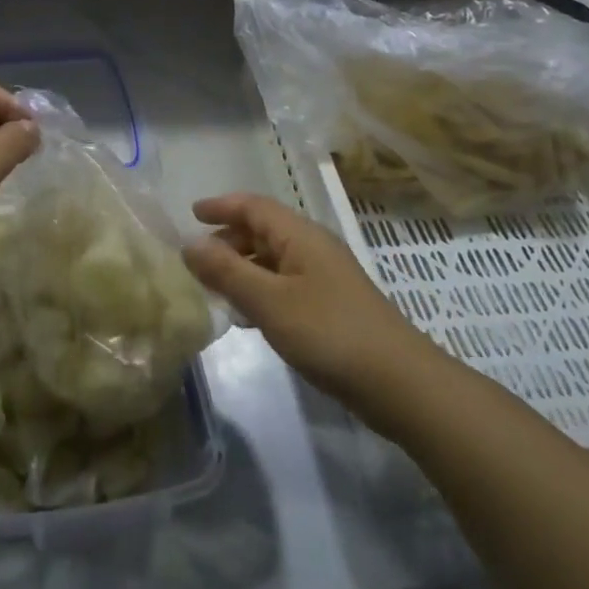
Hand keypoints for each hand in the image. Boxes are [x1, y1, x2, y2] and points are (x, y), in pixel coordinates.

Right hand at [184, 193, 424, 406]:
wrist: (399, 382)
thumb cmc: (329, 333)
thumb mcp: (269, 301)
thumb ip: (226, 271)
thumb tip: (189, 244)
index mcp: (300, 235)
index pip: (254, 206)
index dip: (221, 206)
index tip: (190, 214)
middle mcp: (313, 247)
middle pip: (263, 230)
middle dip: (228, 239)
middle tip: (196, 259)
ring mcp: (325, 277)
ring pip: (273, 259)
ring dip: (242, 266)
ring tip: (213, 287)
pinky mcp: (331, 305)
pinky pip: (285, 284)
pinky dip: (260, 289)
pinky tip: (247, 316)